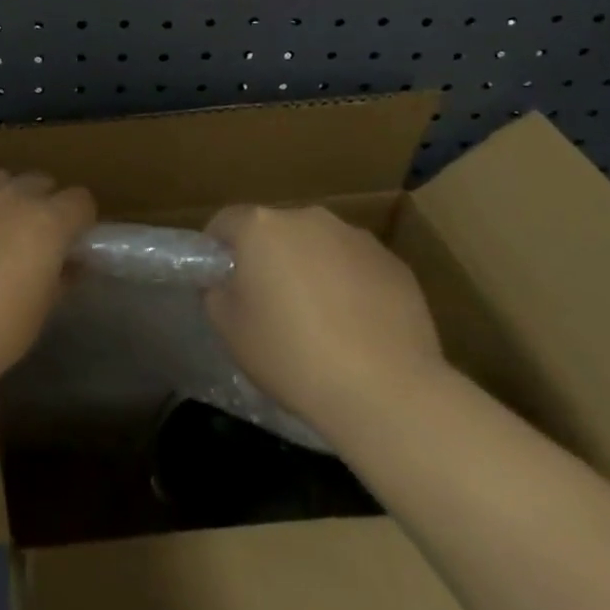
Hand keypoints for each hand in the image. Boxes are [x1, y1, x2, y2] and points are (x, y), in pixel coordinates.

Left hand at [0, 170, 95, 393]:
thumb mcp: (42, 309)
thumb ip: (61, 276)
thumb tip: (71, 263)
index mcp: (49, 220)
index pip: (81, 201)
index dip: (79, 221)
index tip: (71, 243)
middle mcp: (14, 195)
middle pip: (41, 183)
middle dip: (43, 205)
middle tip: (32, 240)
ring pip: (1, 179)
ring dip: (6, 198)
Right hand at [204, 205, 446, 431]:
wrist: (386, 392)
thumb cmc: (292, 356)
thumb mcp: (229, 330)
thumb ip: (216, 293)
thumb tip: (225, 283)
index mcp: (262, 226)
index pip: (225, 223)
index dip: (217, 251)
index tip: (222, 285)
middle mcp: (308, 218)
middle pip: (275, 231)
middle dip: (269, 259)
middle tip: (270, 307)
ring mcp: (356, 237)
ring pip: (319, 247)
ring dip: (311, 270)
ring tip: (319, 322)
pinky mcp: (394, 264)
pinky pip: (357, 268)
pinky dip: (350, 287)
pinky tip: (356, 330)